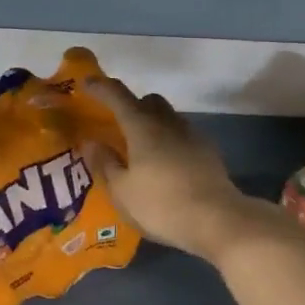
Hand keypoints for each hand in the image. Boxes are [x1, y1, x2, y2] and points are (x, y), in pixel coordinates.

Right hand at [84, 78, 262, 263]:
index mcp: (143, 127)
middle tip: (117, 123)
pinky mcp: (209, 153)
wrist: (218, 221)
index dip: (100, 87)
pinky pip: (183, 136)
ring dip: (153, 124)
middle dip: (132, 105)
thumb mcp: (122, 191)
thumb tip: (91, 142)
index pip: (118, 96)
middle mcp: (168, 123)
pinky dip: (170, 141)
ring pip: (168, 117)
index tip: (86, 83)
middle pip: (149, 101)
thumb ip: (105, 163)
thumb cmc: (161, 205)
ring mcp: (193, 136)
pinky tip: (165, 165)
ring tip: (141, 149)